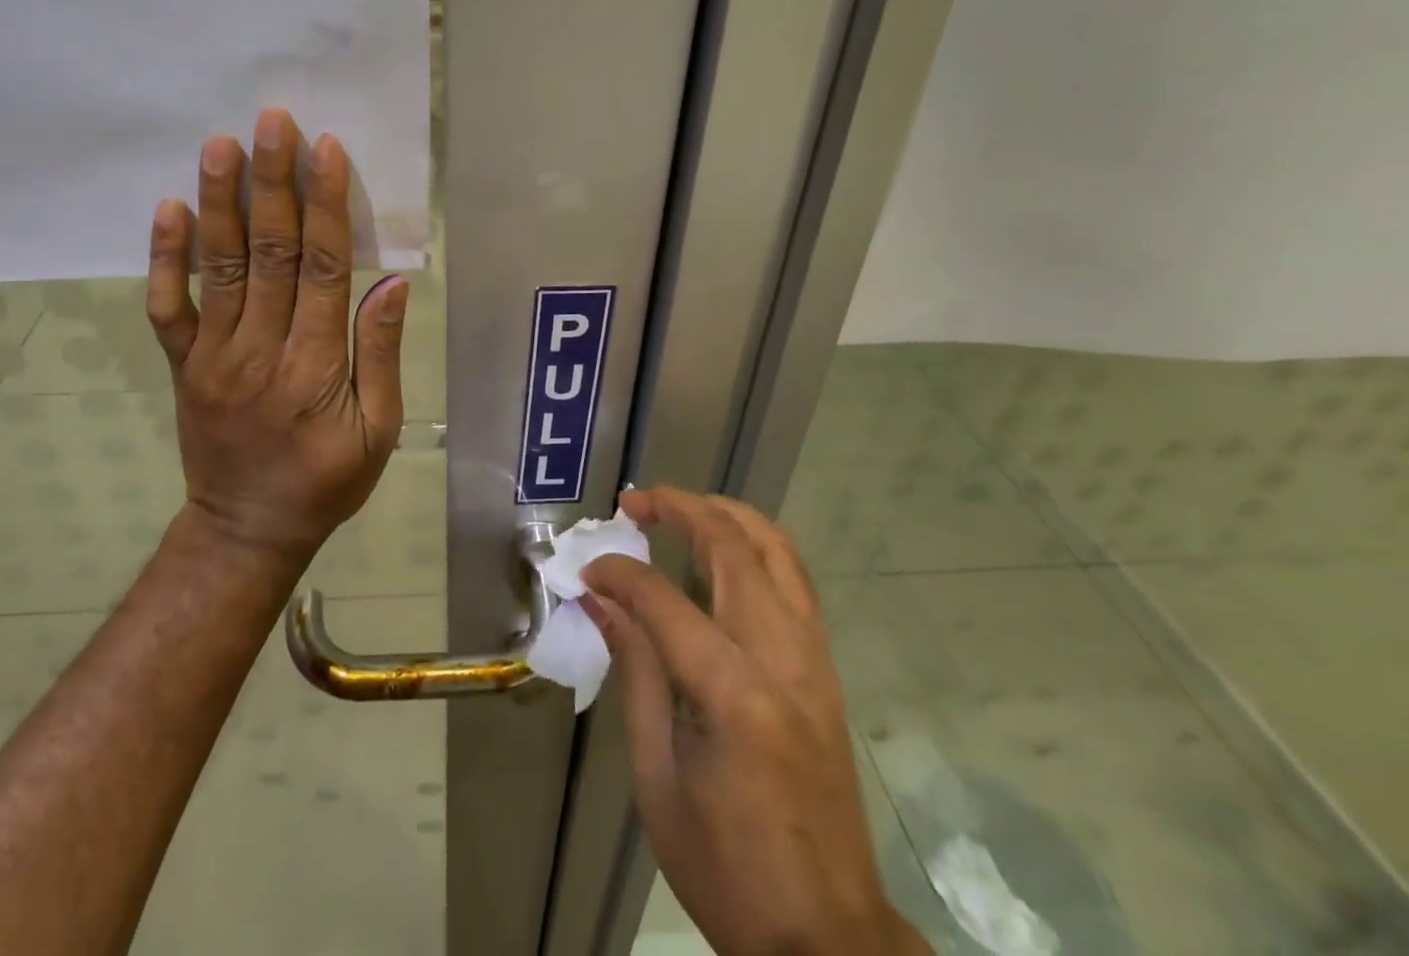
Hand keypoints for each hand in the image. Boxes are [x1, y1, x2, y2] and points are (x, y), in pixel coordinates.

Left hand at [145, 108, 407, 562]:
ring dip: (220, 202)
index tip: (324, 149)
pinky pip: (167, 307)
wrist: (246, 530)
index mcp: (316, 367)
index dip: (325, 206)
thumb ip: (381, 354)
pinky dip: (164, 258)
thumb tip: (391, 282)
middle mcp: (261, 350)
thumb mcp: (379, 431)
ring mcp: (213, 355)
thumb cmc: (325, 481)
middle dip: (272, 183)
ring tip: (219, 144)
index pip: (324, 270)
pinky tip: (168, 208)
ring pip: (218, 267)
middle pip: (269, 253)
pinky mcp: (183, 364)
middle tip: (271, 121)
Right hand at [581, 488, 925, 955]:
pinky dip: (755, 547)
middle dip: (680, 509)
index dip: (618, 574)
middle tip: (634, 503)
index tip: (586, 572)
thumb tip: (601, 600)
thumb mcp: (657, 777)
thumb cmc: (726, 868)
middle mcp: (784, 660)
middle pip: (733, 548)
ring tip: (678, 508)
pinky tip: (722, 553)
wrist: (828, 938)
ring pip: (777, 551)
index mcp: (735, 696)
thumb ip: (635, 672)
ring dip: (726, 515)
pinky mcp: (825, 670)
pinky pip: (793, 581)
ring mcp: (814, 661)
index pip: (664, 599)